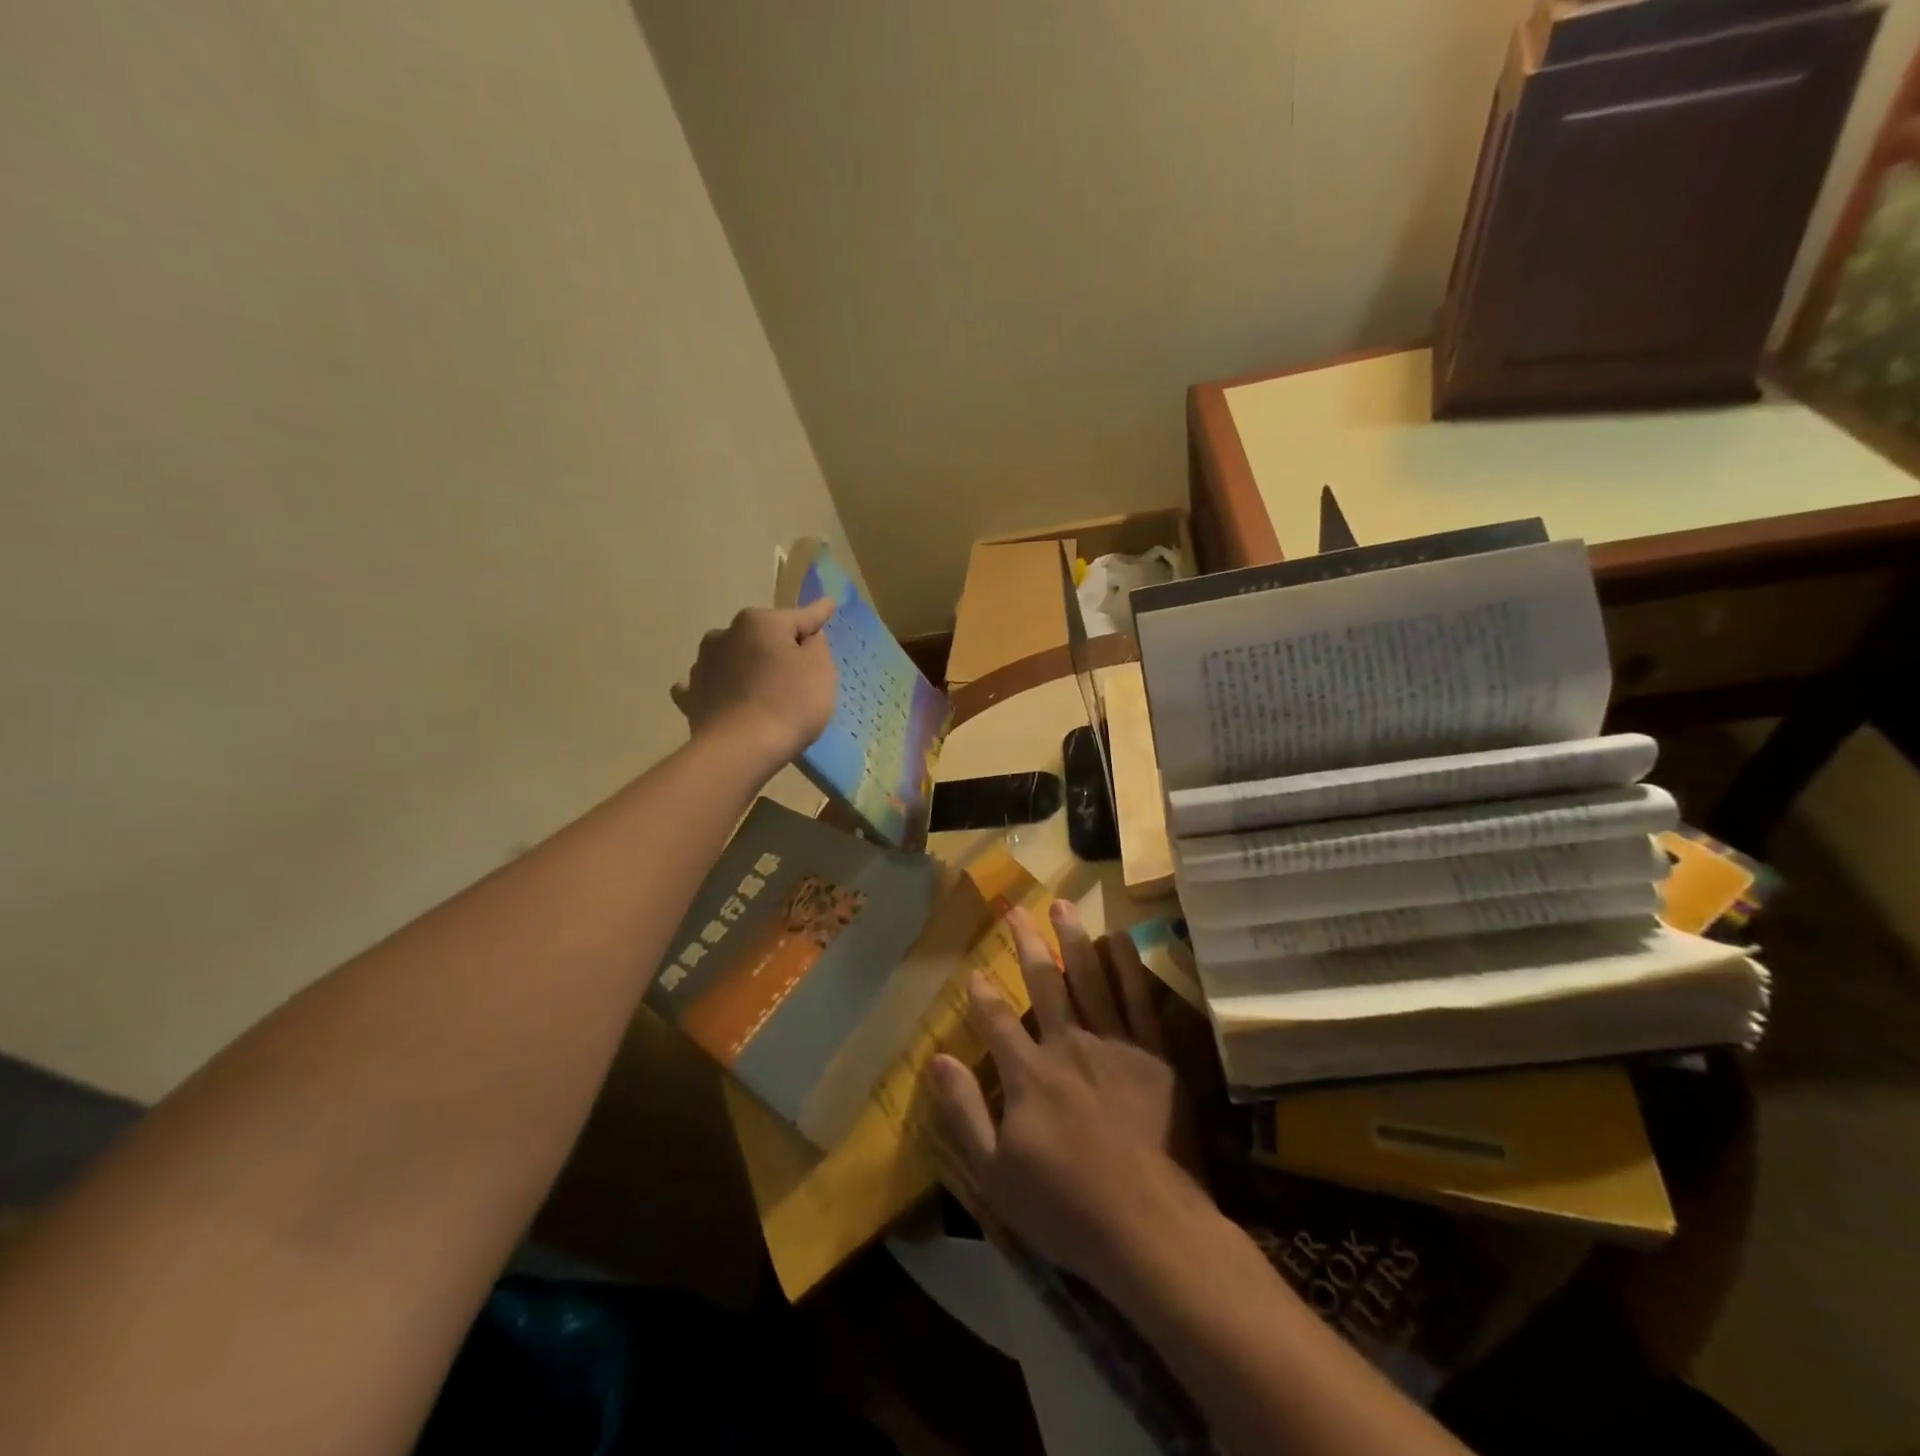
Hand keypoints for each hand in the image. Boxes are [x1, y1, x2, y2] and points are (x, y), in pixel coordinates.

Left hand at [672, 599, 836, 766]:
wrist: (741, 750)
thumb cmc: (790, 704)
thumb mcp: (820, 670)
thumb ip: (816, 645)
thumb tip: (806, 636)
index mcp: (759, 622)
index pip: (799, 617)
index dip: (818, 614)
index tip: (829, 605)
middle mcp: (725, 634)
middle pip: (762, 636)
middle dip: (777, 646)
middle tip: (797, 670)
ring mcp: (702, 665)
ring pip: (732, 657)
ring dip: (745, 665)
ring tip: (760, 689)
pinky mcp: (691, 697)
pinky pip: (707, 685)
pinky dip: (717, 688)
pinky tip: (724, 698)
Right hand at [926, 900, 1206, 1293]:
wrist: (1150, 1227)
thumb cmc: (1066, 1207)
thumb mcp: (994, 1175)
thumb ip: (964, 1112)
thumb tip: (937, 1059)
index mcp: (1030, 1073)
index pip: (998, 1020)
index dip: (983, 994)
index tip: (974, 969)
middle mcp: (1069, 1045)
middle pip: (1044, 983)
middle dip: (1027, 943)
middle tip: (1017, 908)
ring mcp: (1114, 1045)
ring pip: (1090, 977)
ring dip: (1074, 939)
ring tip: (1062, 904)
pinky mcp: (1154, 1055)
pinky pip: (1139, 999)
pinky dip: (1128, 965)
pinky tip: (1119, 938)